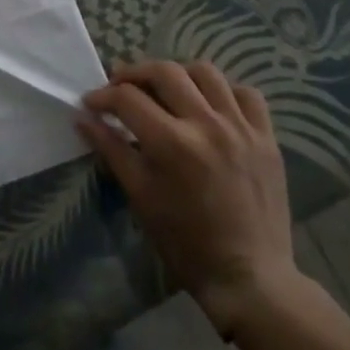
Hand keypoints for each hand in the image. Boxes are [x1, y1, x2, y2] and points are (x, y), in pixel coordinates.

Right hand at [78, 59, 300, 336]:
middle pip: (164, 71)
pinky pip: (247, 94)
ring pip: (205, 72)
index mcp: (172, 143)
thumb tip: (82, 117)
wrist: (249, 277)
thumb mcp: (140, 195)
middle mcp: (207, 125)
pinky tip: (211, 106)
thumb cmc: (186, 242)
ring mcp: (241, 128)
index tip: (92, 104)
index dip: (103, 96)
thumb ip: (111, 149)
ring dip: (178, 75)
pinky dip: (224, 91)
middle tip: (121, 88)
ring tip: (166, 91)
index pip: (127, 97)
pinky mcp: (266, 138)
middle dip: (134, 74)